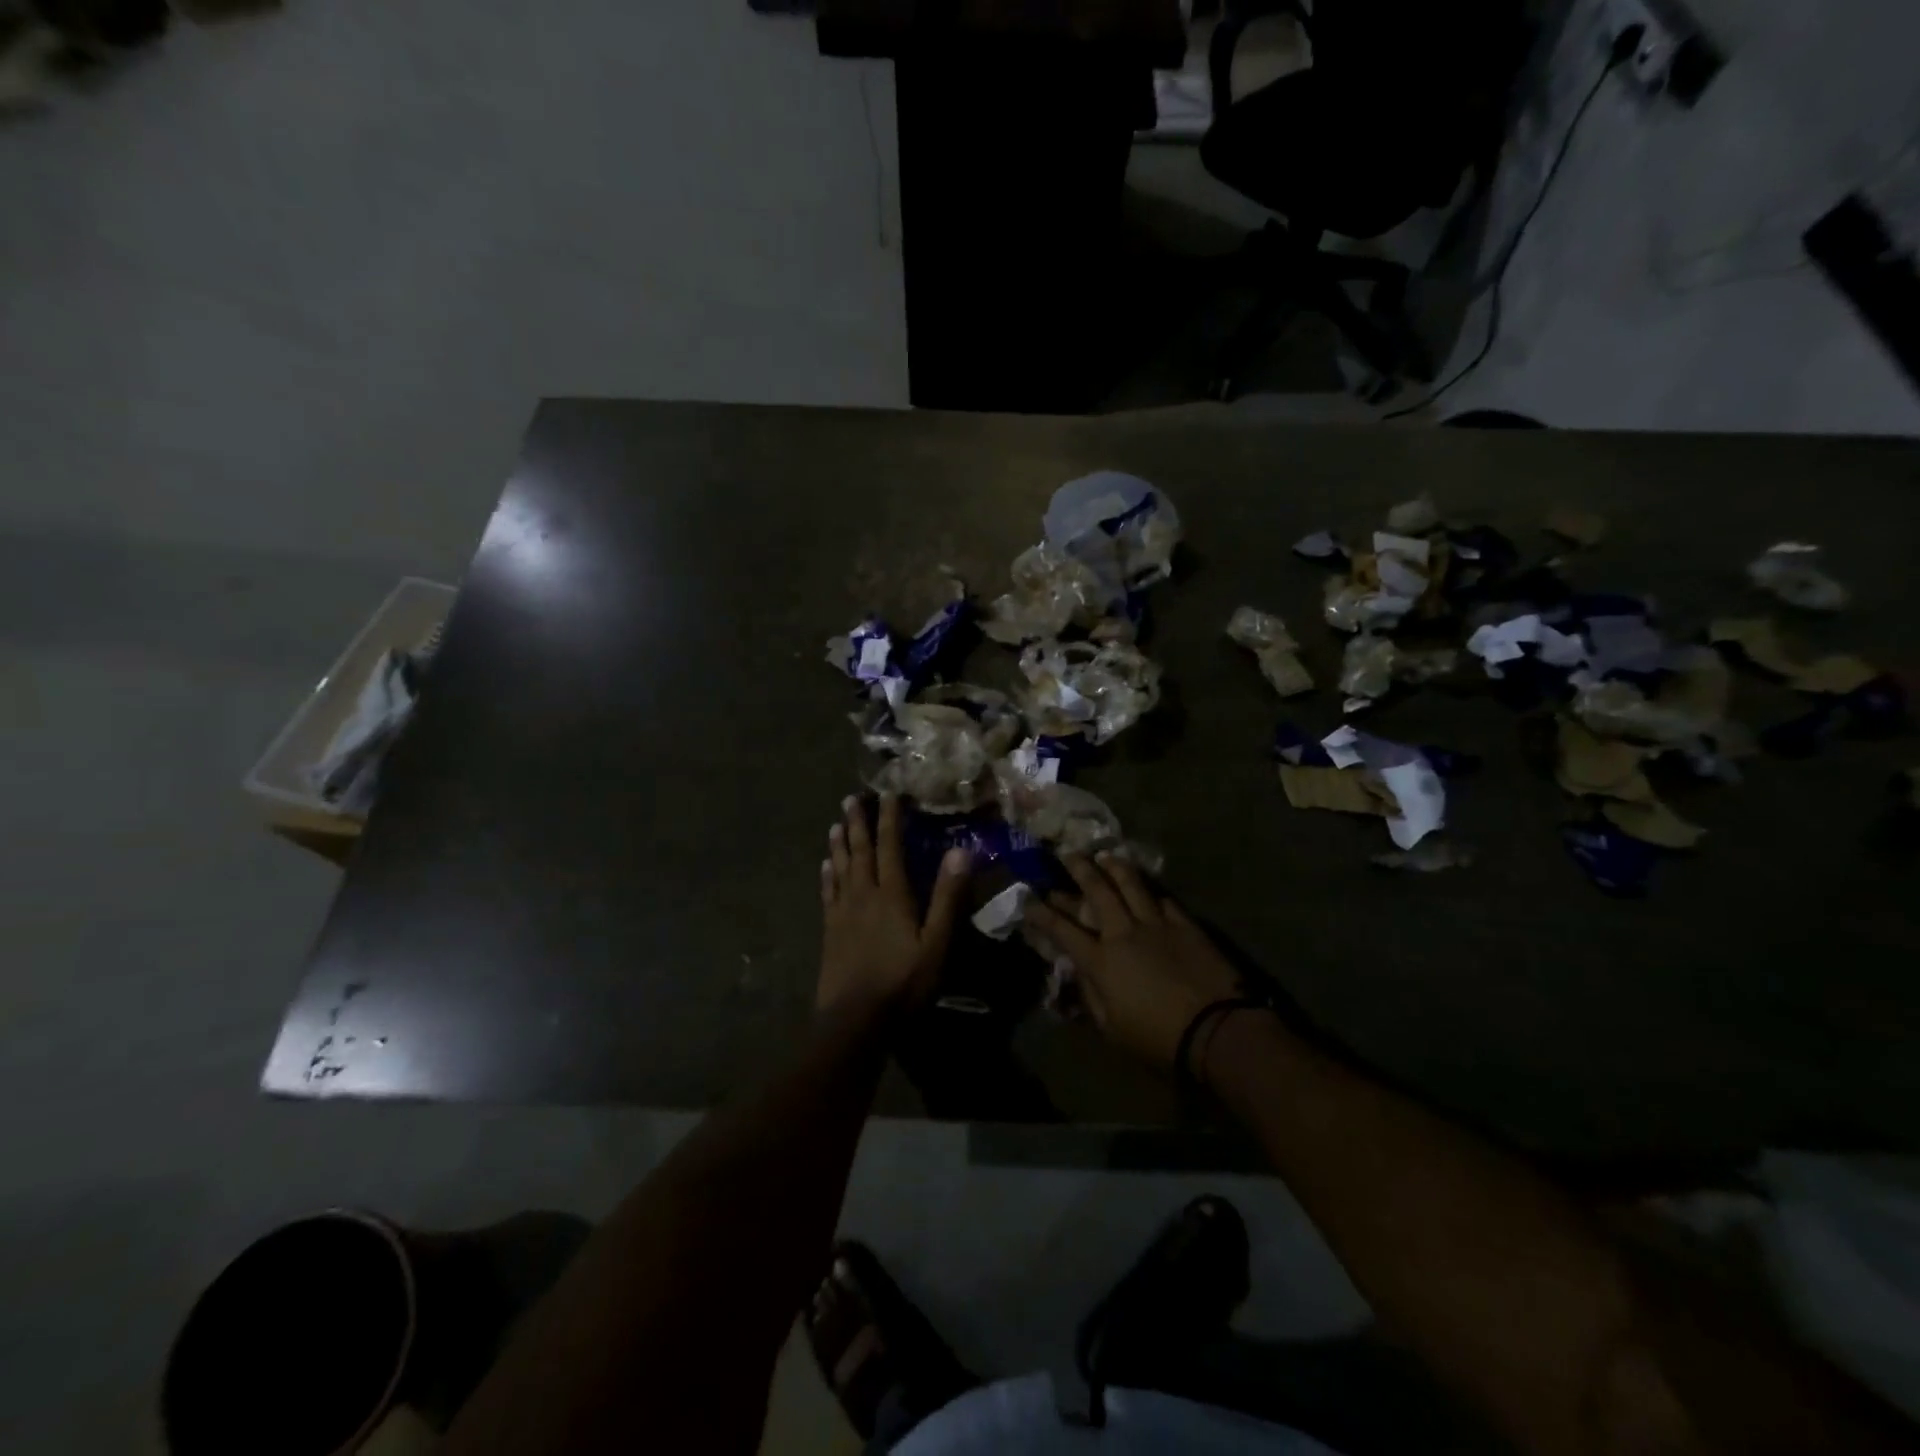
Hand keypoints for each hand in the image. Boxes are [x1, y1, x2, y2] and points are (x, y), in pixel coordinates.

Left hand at [819, 793, 969, 1014]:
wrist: (855, 1020)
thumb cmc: (903, 982)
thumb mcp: (937, 942)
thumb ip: (948, 897)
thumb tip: (961, 850)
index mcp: (892, 895)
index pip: (890, 847)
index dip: (890, 819)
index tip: (888, 794)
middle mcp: (864, 895)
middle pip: (860, 852)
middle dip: (858, 823)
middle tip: (851, 798)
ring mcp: (843, 913)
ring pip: (841, 868)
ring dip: (840, 844)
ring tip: (836, 823)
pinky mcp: (830, 932)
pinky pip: (828, 894)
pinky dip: (827, 876)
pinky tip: (825, 866)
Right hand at [1023, 854, 1241, 1069]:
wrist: (1215, 1028)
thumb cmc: (1157, 1038)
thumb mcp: (1111, 1029)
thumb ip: (1091, 997)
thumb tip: (1079, 973)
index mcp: (1100, 961)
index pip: (1062, 930)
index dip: (1041, 913)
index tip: (1028, 899)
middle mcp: (1123, 932)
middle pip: (1097, 892)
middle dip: (1079, 869)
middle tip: (1068, 853)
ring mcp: (1156, 924)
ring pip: (1131, 884)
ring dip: (1115, 867)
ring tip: (1105, 855)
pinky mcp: (1185, 925)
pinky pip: (1164, 900)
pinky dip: (1151, 892)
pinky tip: (1148, 887)